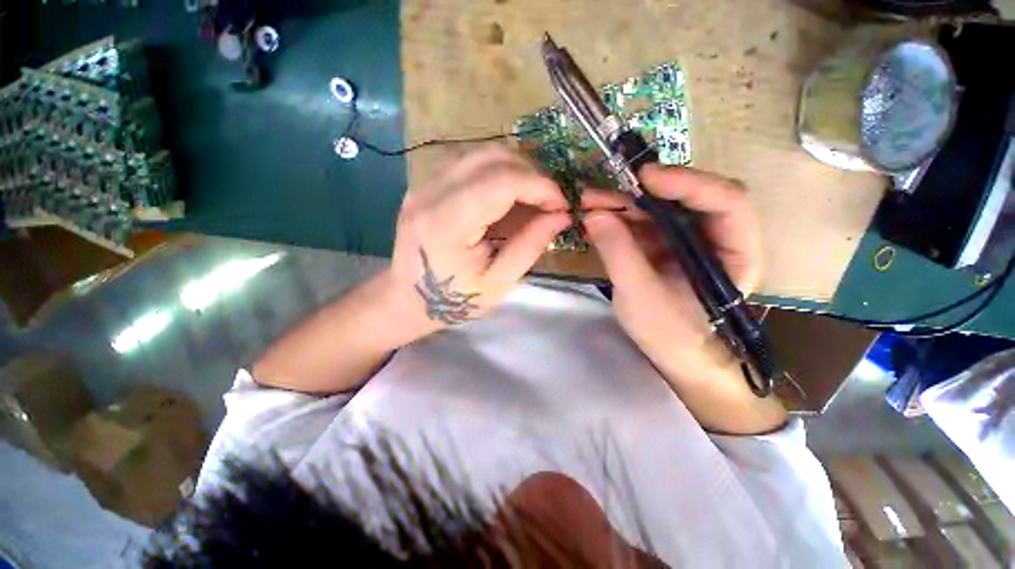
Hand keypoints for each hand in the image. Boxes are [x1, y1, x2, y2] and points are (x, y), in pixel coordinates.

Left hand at [387, 145, 571, 334]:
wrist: (407, 299)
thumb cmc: (453, 300)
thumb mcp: (498, 283)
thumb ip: (530, 246)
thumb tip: (562, 215)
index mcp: (446, 224)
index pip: (500, 181)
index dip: (539, 186)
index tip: (561, 204)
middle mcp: (429, 193)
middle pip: (490, 157)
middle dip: (531, 173)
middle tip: (548, 200)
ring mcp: (423, 183)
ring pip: (479, 151)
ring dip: (514, 167)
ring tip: (531, 195)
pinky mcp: (425, 182)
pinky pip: (467, 159)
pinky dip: (495, 169)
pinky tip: (506, 192)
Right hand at [583, 165, 763, 384]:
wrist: (673, 354)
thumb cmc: (670, 334)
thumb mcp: (641, 297)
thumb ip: (619, 254)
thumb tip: (593, 215)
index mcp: (736, 251)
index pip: (726, 202)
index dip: (688, 183)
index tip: (644, 177)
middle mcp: (717, 236)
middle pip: (688, 197)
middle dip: (644, 191)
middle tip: (603, 189)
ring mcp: (688, 238)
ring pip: (660, 206)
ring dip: (624, 201)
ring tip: (589, 201)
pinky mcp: (665, 243)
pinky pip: (644, 220)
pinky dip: (619, 216)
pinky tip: (596, 216)